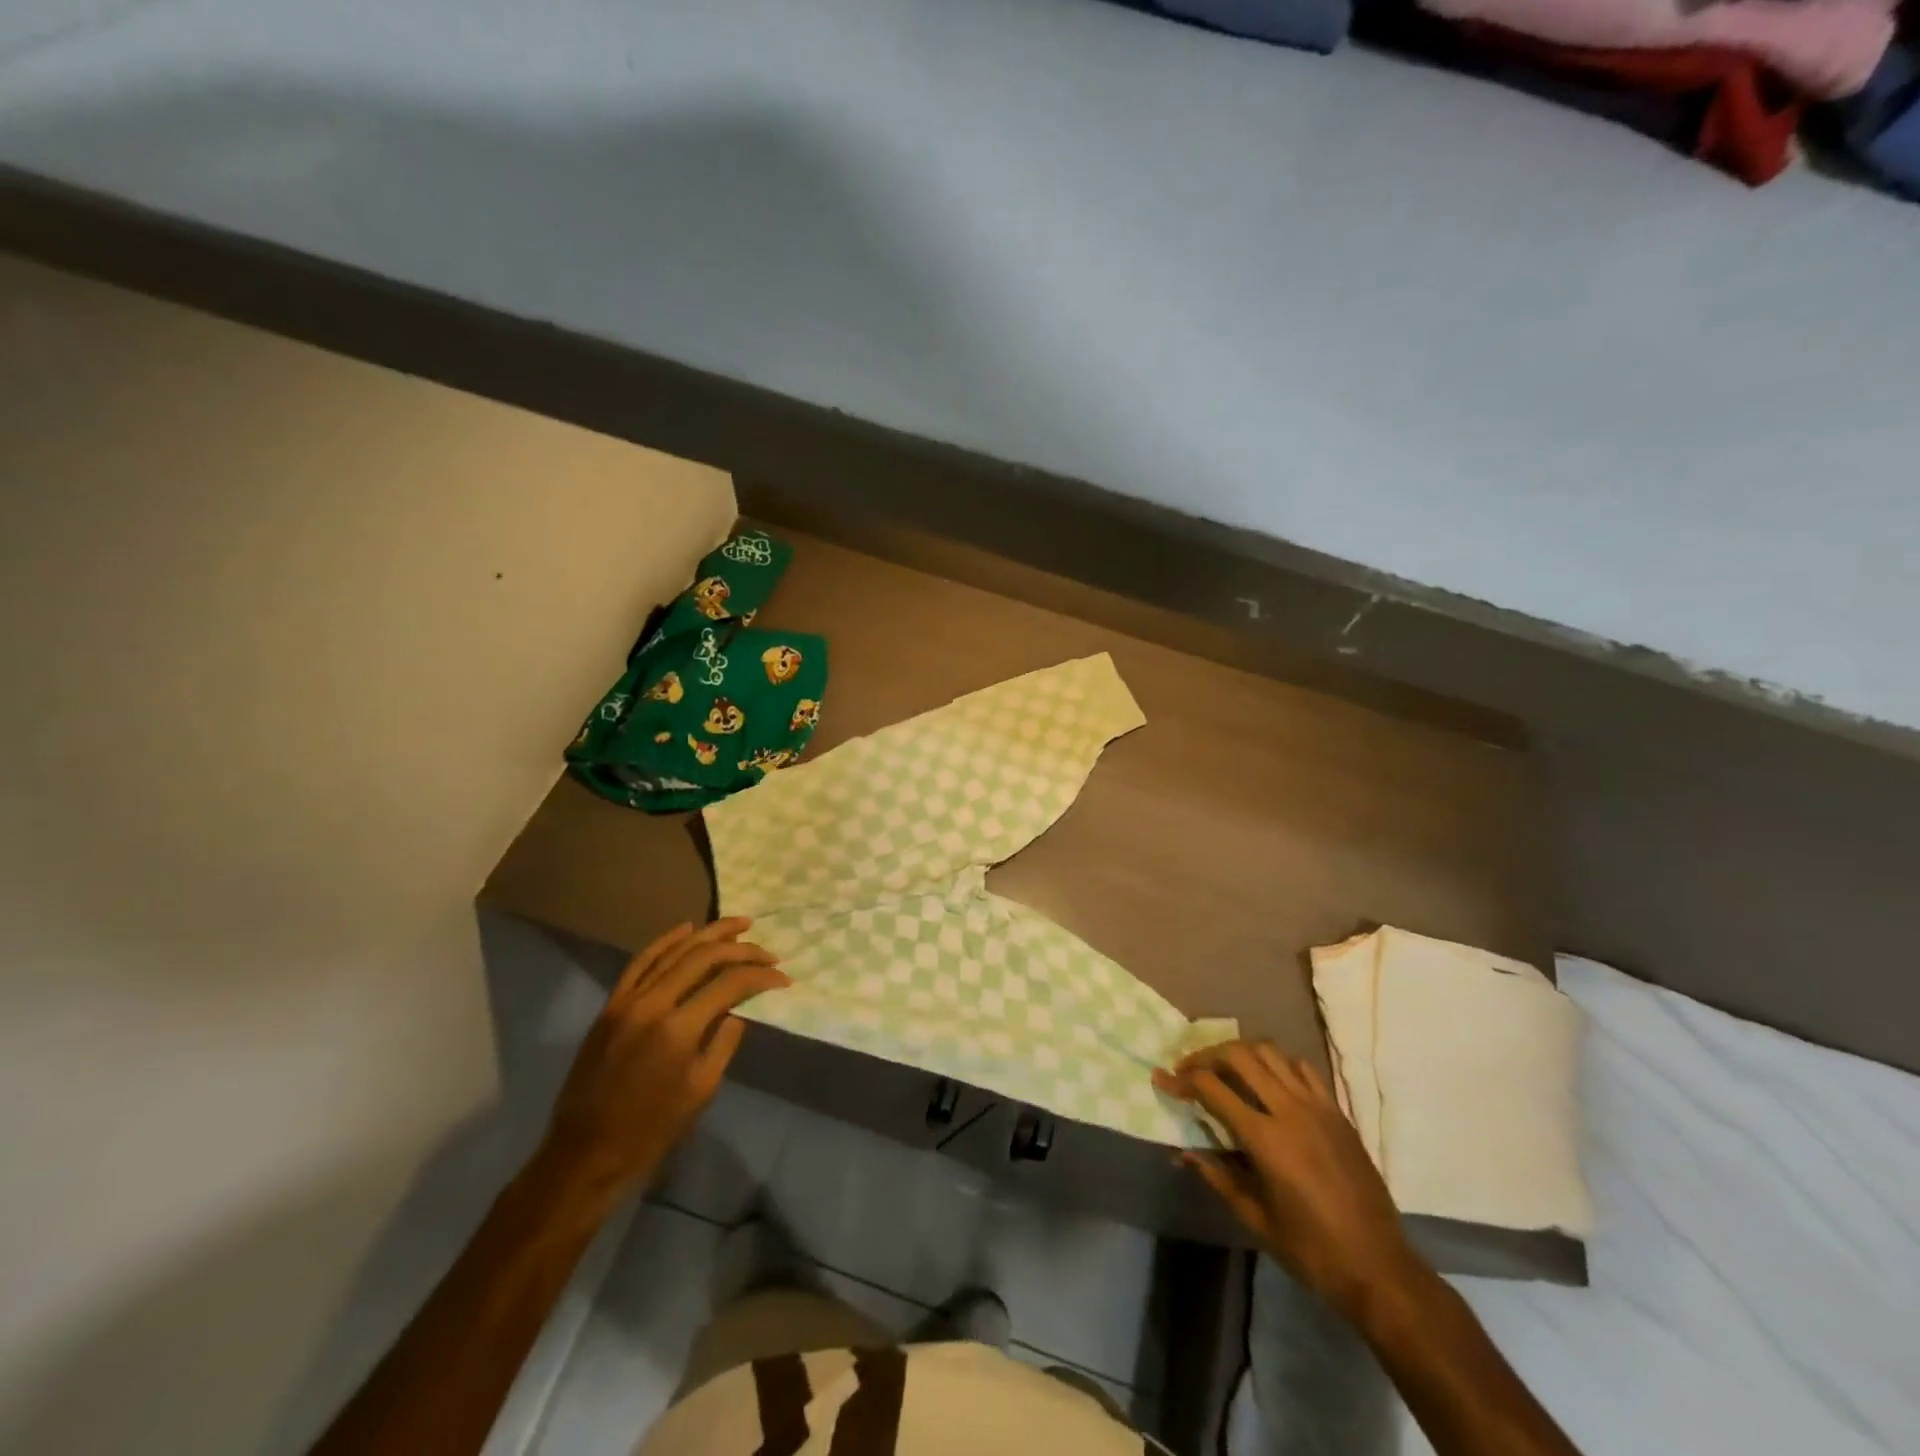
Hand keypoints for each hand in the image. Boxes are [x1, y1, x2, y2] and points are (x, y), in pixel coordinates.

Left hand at [541, 918, 788, 1195]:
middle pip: (703, 958)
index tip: (783, 977)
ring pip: (673, 951)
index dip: (760, 976)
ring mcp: (627, 1000)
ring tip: (739, 924)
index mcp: (678, 1029)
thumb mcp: (701, 1089)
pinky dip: (666, 941)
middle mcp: (652, 1004)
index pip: (729, 985)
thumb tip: (738, 1008)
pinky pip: (641, 962)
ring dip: (709, 934)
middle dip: (741, 949)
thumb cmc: (651, 1130)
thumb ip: (724, 1040)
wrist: (586, 1152)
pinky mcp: (611, 1005)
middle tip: (768, 949)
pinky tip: (687, 929)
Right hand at [1154, 1040, 1421, 1314]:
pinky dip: (1277, 1063)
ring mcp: (1317, 1107)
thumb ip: (1217, 1176)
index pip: (1212, 1088)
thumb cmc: (1311, 1251)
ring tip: (1224, 1068)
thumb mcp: (1255, 1218)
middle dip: (1206, 1055)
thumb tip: (1183, 1151)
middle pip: (1239, 1055)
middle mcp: (1289, 1110)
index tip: (1162, 1079)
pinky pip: (1302, 1068)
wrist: (1380, 1268)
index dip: (1181, 1080)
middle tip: (1189, 1069)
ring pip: (1270, 1052)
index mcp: (1265, 1139)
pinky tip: (1268, 1080)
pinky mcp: (1337, 1111)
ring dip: (1240, 1053)